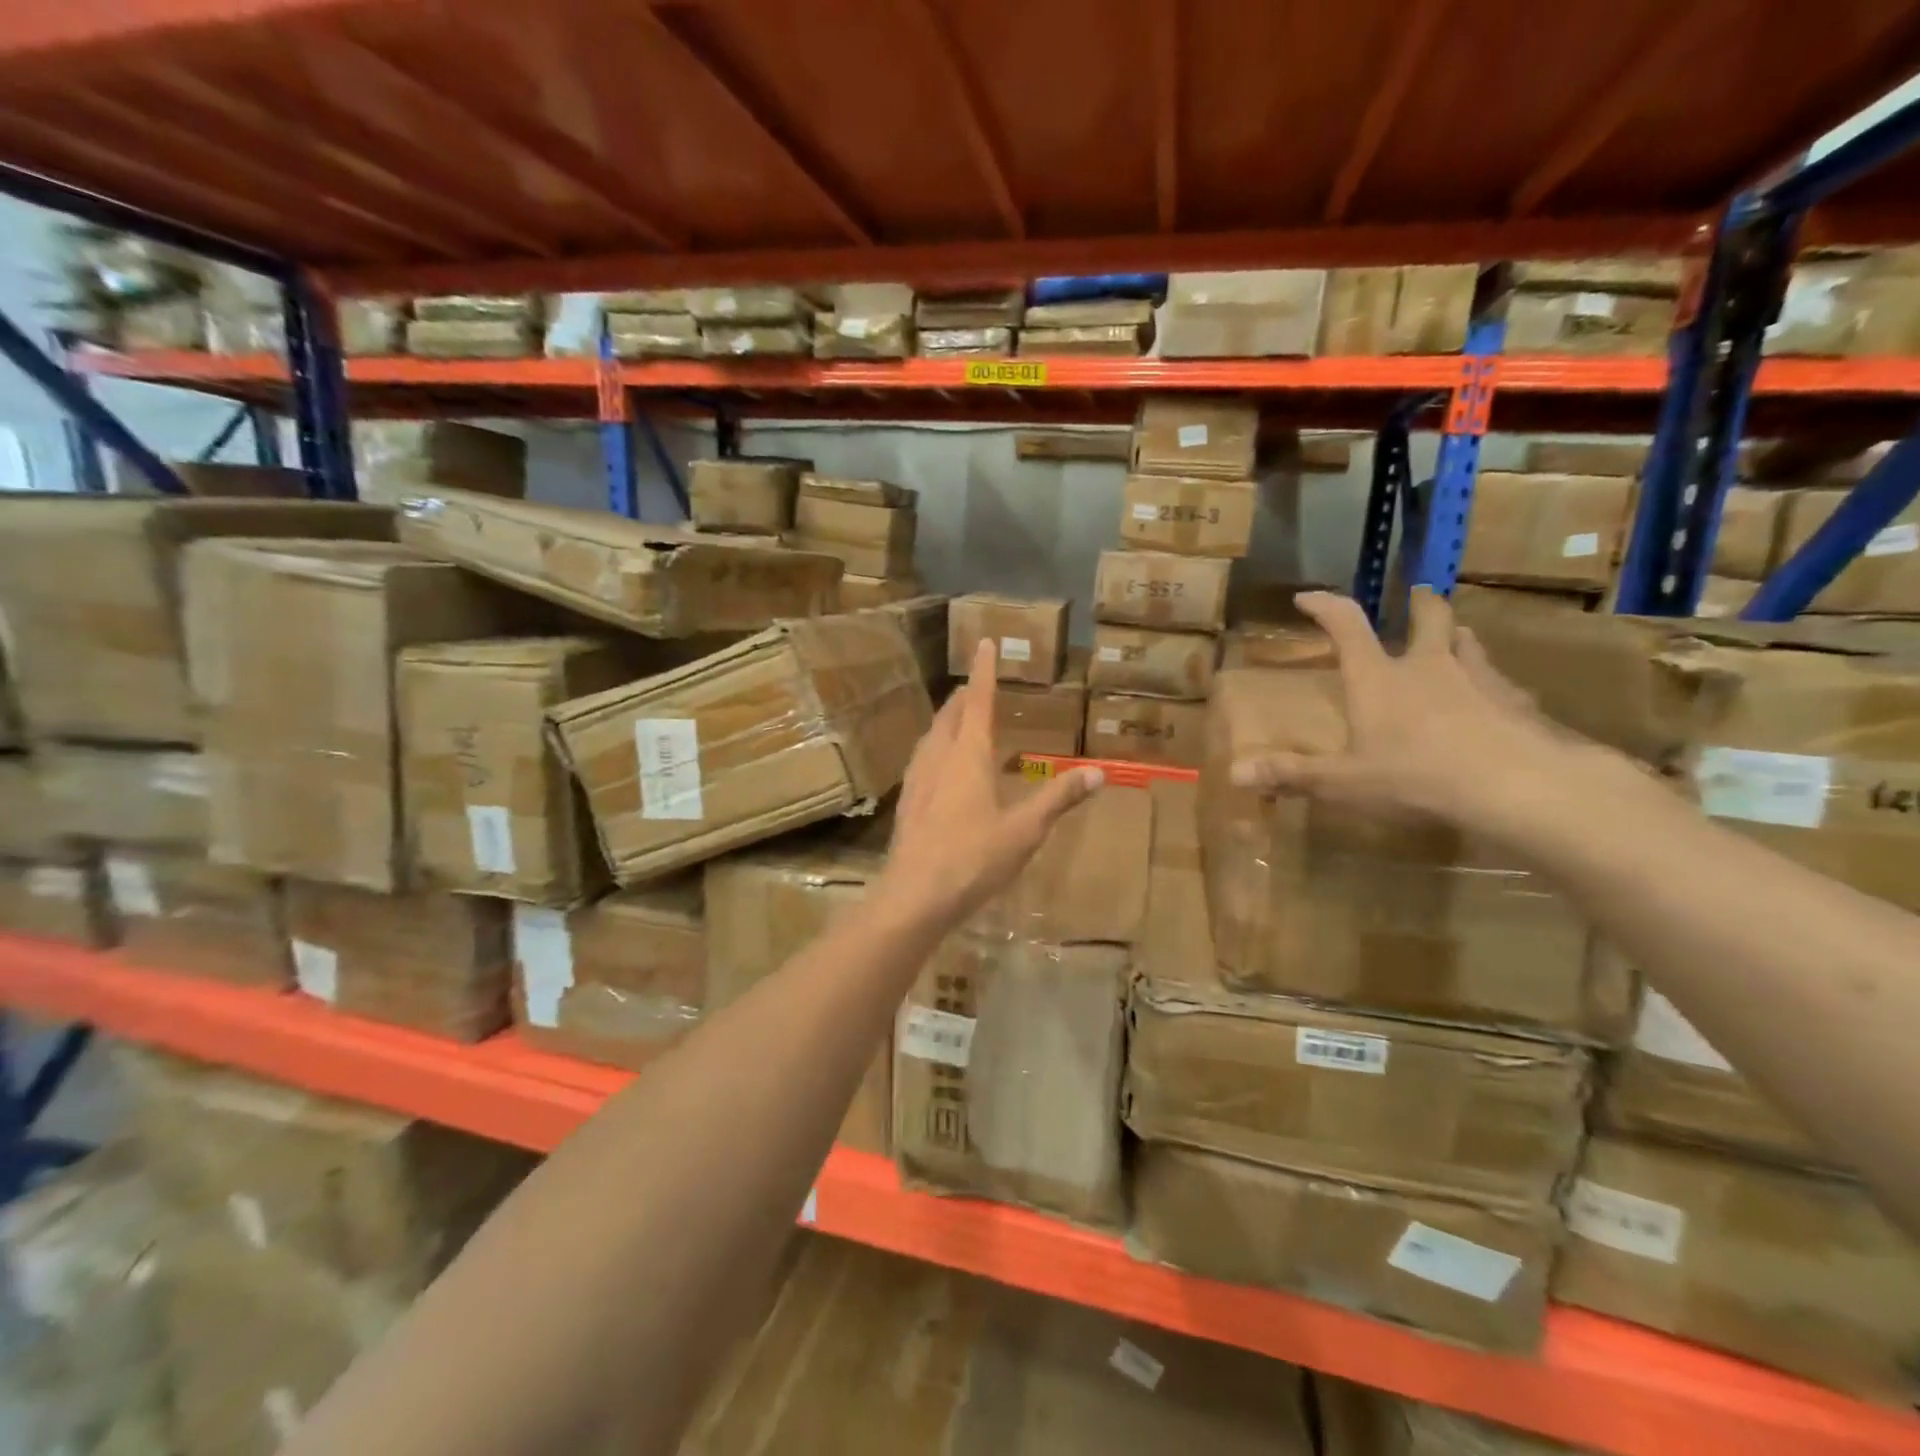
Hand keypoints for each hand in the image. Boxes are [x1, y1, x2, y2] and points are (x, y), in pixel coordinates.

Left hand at [883, 640, 1103, 926]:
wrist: (914, 895)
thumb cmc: (973, 858)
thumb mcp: (1025, 830)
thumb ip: (1059, 798)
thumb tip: (1098, 772)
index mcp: (968, 756)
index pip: (979, 702)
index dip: (985, 672)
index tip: (985, 643)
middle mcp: (939, 758)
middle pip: (951, 716)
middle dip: (965, 697)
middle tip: (976, 685)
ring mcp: (918, 780)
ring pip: (932, 737)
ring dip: (947, 721)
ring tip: (958, 718)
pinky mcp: (907, 803)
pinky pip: (923, 760)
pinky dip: (936, 748)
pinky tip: (939, 767)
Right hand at [1230, 588, 1587, 837]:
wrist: (1519, 786)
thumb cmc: (1418, 777)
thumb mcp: (1345, 782)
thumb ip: (1292, 775)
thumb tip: (1235, 774)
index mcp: (1378, 678)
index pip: (1346, 625)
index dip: (1325, 605)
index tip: (1307, 597)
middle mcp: (1428, 666)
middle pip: (1428, 616)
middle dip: (1417, 603)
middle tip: (1414, 597)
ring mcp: (1479, 679)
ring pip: (1468, 641)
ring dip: (1455, 636)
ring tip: (1452, 642)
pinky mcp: (1519, 702)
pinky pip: (1502, 682)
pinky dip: (1491, 684)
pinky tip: (1493, 703)